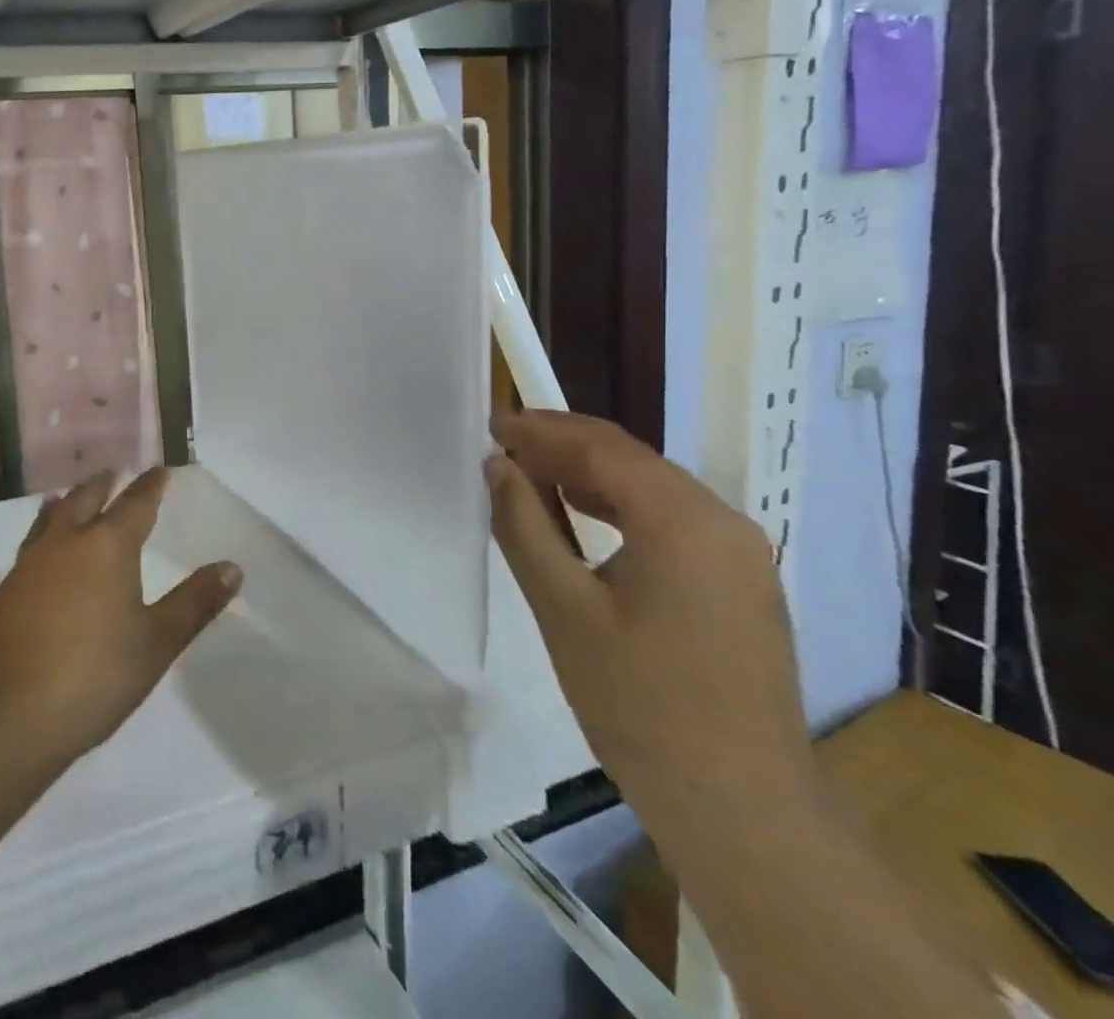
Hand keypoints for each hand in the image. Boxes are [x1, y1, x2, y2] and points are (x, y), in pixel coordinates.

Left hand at [0, 468, 243, 765]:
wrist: (6, 714)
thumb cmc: (93, 676)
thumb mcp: (156, 643)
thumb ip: (194, 603)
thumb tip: (232, 568)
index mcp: (107, 547)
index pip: (135, 504)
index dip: (150, 486)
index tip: (159, 471)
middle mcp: (65, 543)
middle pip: (86, 499)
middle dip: (103, 485)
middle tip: (113, 473)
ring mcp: (29, 564)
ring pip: (52, 518)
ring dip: (67, 503)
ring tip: (70, 497)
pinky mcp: (5, 591)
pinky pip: (31, 544)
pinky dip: (44, 532)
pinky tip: (43, 551)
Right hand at [487, 411, 818, 833]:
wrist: (740, 808)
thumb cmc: (638, 703)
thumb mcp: (562, 607)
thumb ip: (525, 525)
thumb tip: (497, 466)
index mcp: (684, 522)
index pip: (602, 448)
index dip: (541, 429)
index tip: (490, 422)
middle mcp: (724, 523)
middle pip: (632, 460)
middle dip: (563, 446)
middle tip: (502, 445)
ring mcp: (741, 554)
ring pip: (652, 488)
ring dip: (590, 474)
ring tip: (529, 475)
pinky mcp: (741, 584)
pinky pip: (672, 521)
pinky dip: (620, 507)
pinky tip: (581, 515)